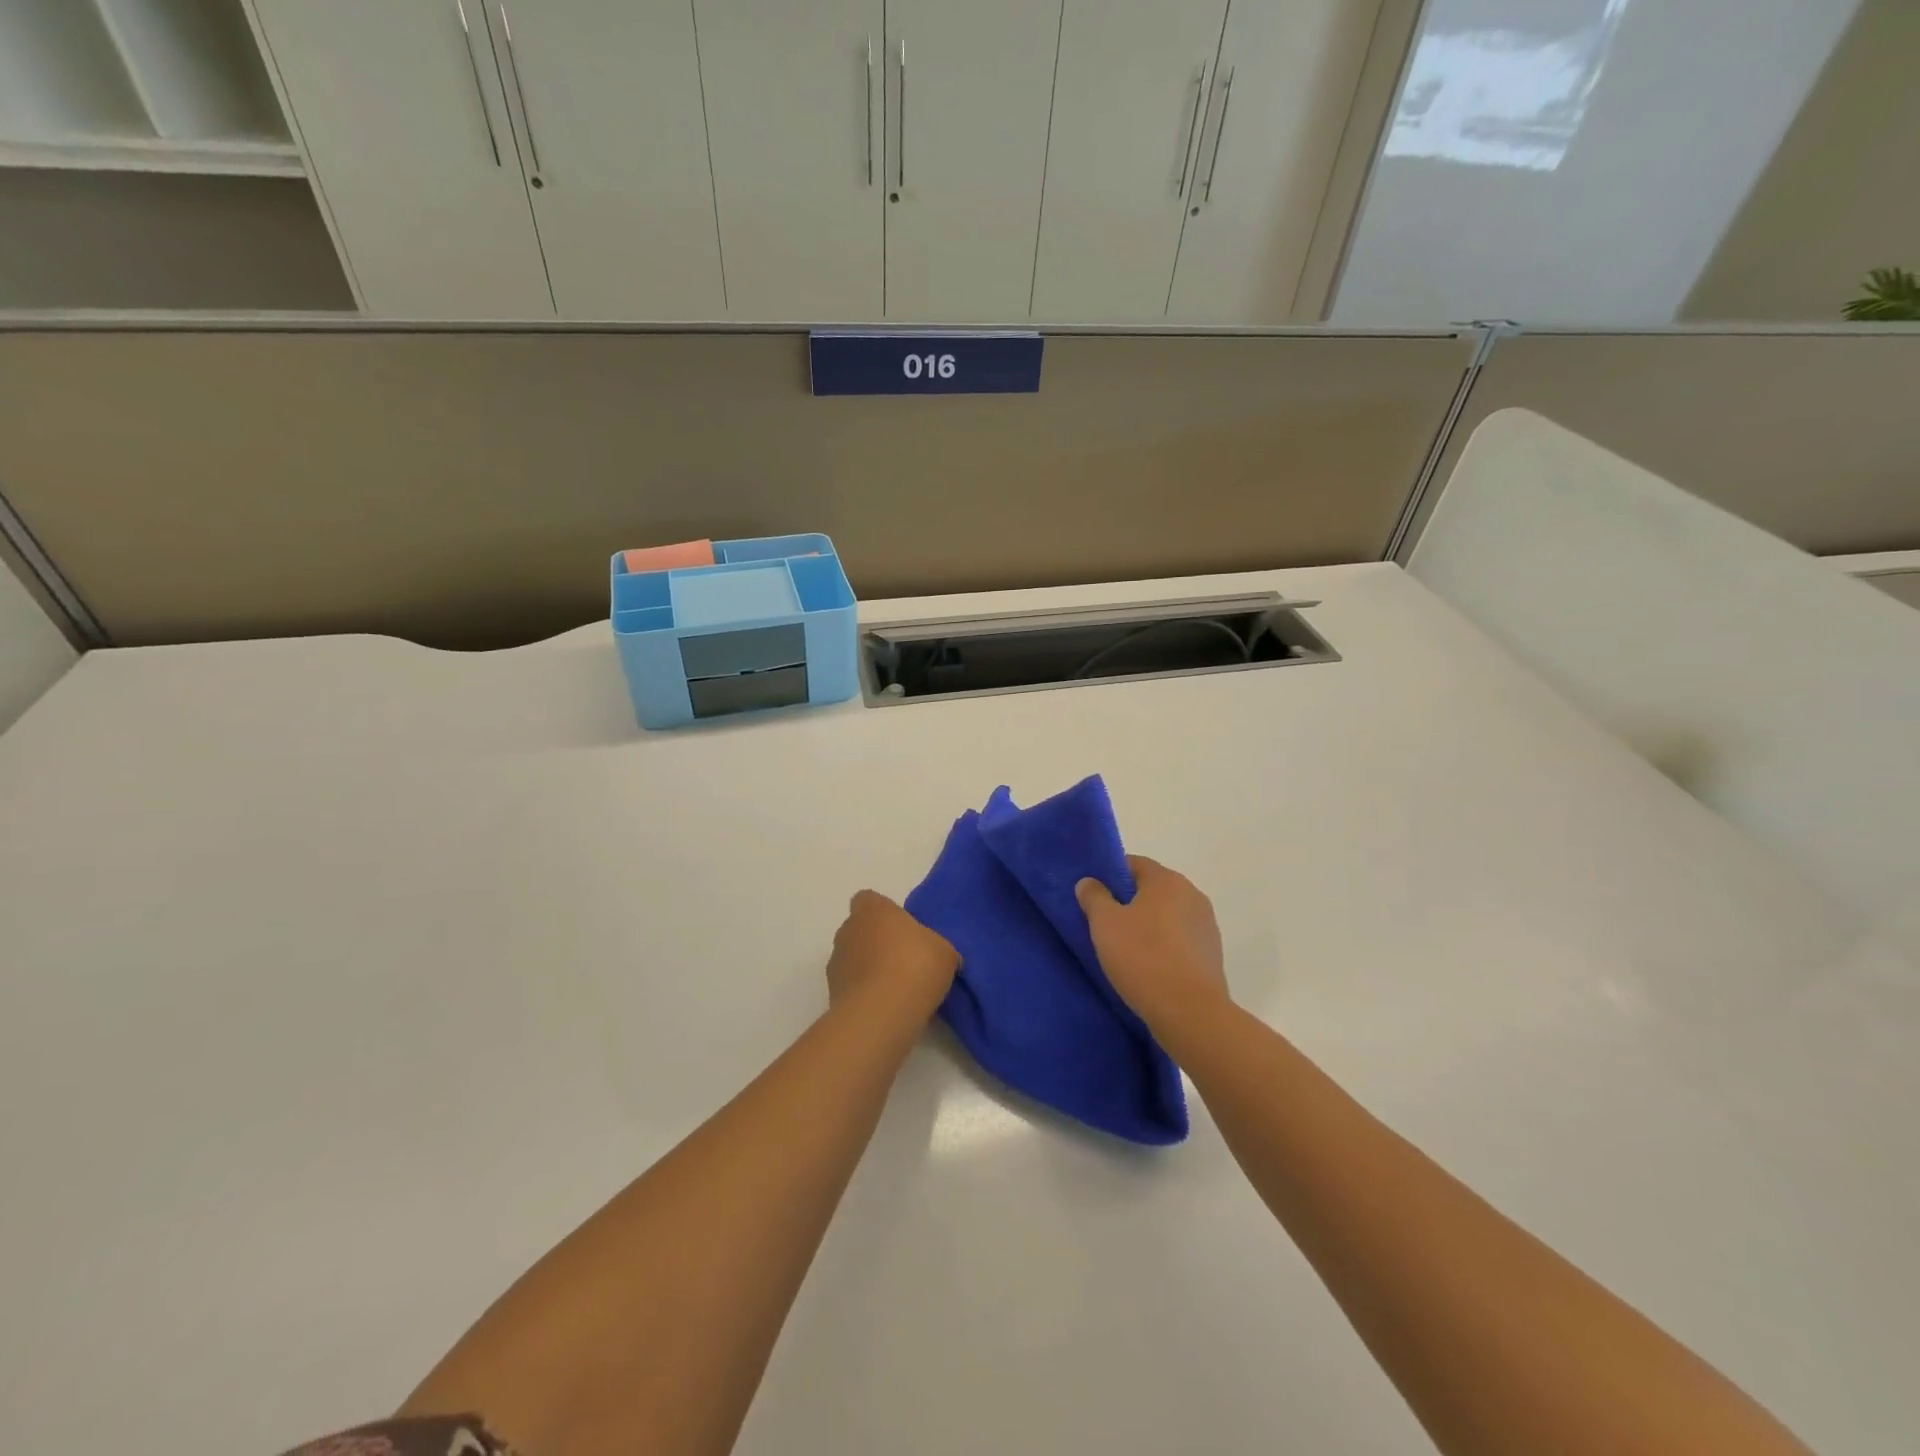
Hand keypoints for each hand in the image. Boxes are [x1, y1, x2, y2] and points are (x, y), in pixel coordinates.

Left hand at [826, 890, 958, 1019]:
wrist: (882, 1014)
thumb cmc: (915, 967)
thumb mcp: (944, 951)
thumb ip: (935, 945)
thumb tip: (935, 954)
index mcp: (873, 910)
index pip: (869, 900)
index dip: (884, 912)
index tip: (902, 929)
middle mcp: (848, 930)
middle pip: (859, 929)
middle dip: (877, 942)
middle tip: (905, 960)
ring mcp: (836, 963)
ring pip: (853, 959)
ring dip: (868, 969)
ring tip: (896, 990)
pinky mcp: (832, 994)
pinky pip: (851, 987)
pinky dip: (864, 994)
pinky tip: (886, 1008)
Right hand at [1075, 856, 1228, 1030]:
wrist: (1190, 1013)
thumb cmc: (1143, 958)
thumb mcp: (1104, 923)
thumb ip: (1094, 896)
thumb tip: (1090, 882)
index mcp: (1168, 880)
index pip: (1133, 864)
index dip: (1110, 876)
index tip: (1093, 896)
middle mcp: (1193, 895)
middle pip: (1152, 890)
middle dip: (1128, 902)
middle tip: (1103, 924)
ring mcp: (1206, 926)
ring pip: (1167, 916)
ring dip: (1148, 926)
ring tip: (1125, 950)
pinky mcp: (1212, 955)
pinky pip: (1180, 941)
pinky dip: (1164, 947)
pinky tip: (1148, 968)